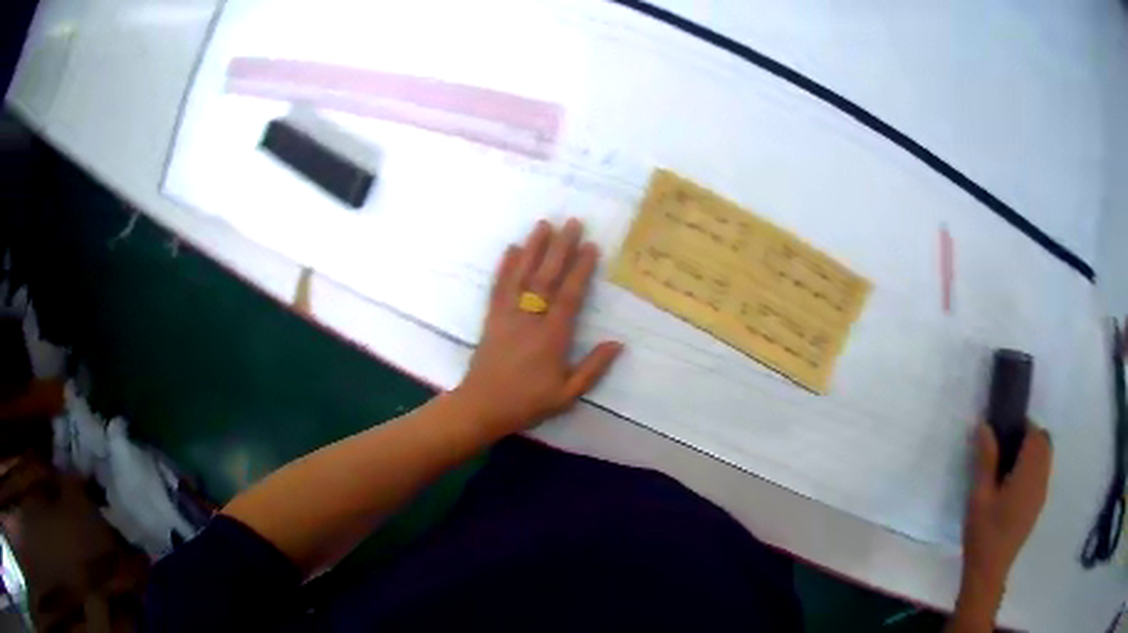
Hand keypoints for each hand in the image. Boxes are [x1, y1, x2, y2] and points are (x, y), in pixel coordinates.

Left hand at [454, 218, 622, 437]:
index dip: (581, 269)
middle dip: (560, 248)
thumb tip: (618, 344)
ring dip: (533, 248)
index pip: (569, 296)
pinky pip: (499, 287)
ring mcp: (508, 315)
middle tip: (572, 222)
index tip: (591, 246)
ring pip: (522, 275)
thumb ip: (593, 368)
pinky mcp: (491, 317)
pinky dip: (505, 266)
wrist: (482, 406)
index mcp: (552, 337)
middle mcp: (530, 319)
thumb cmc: (527, 402)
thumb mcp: (567, 394)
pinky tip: (512, 249)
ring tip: (543, 224)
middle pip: (546, 277)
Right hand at [962, 423, 1052, 591]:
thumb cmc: (983, 533)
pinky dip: (1033, 468)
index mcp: (1028, 475)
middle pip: (1044, 443)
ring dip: (1033, 452)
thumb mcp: (978, 497)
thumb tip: (986, 426)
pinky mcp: (1038, 505)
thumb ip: (985, 461)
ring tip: (1009, 468)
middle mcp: (1041, 479)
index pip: (1035, 435)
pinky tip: (1013, 487)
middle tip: (1006, 449)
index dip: (1023, 426)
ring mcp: (1041, 493)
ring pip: (1046, 458)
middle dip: (1029, 437)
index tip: (1004, 433)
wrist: (988, 571)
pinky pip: (1042, 473)